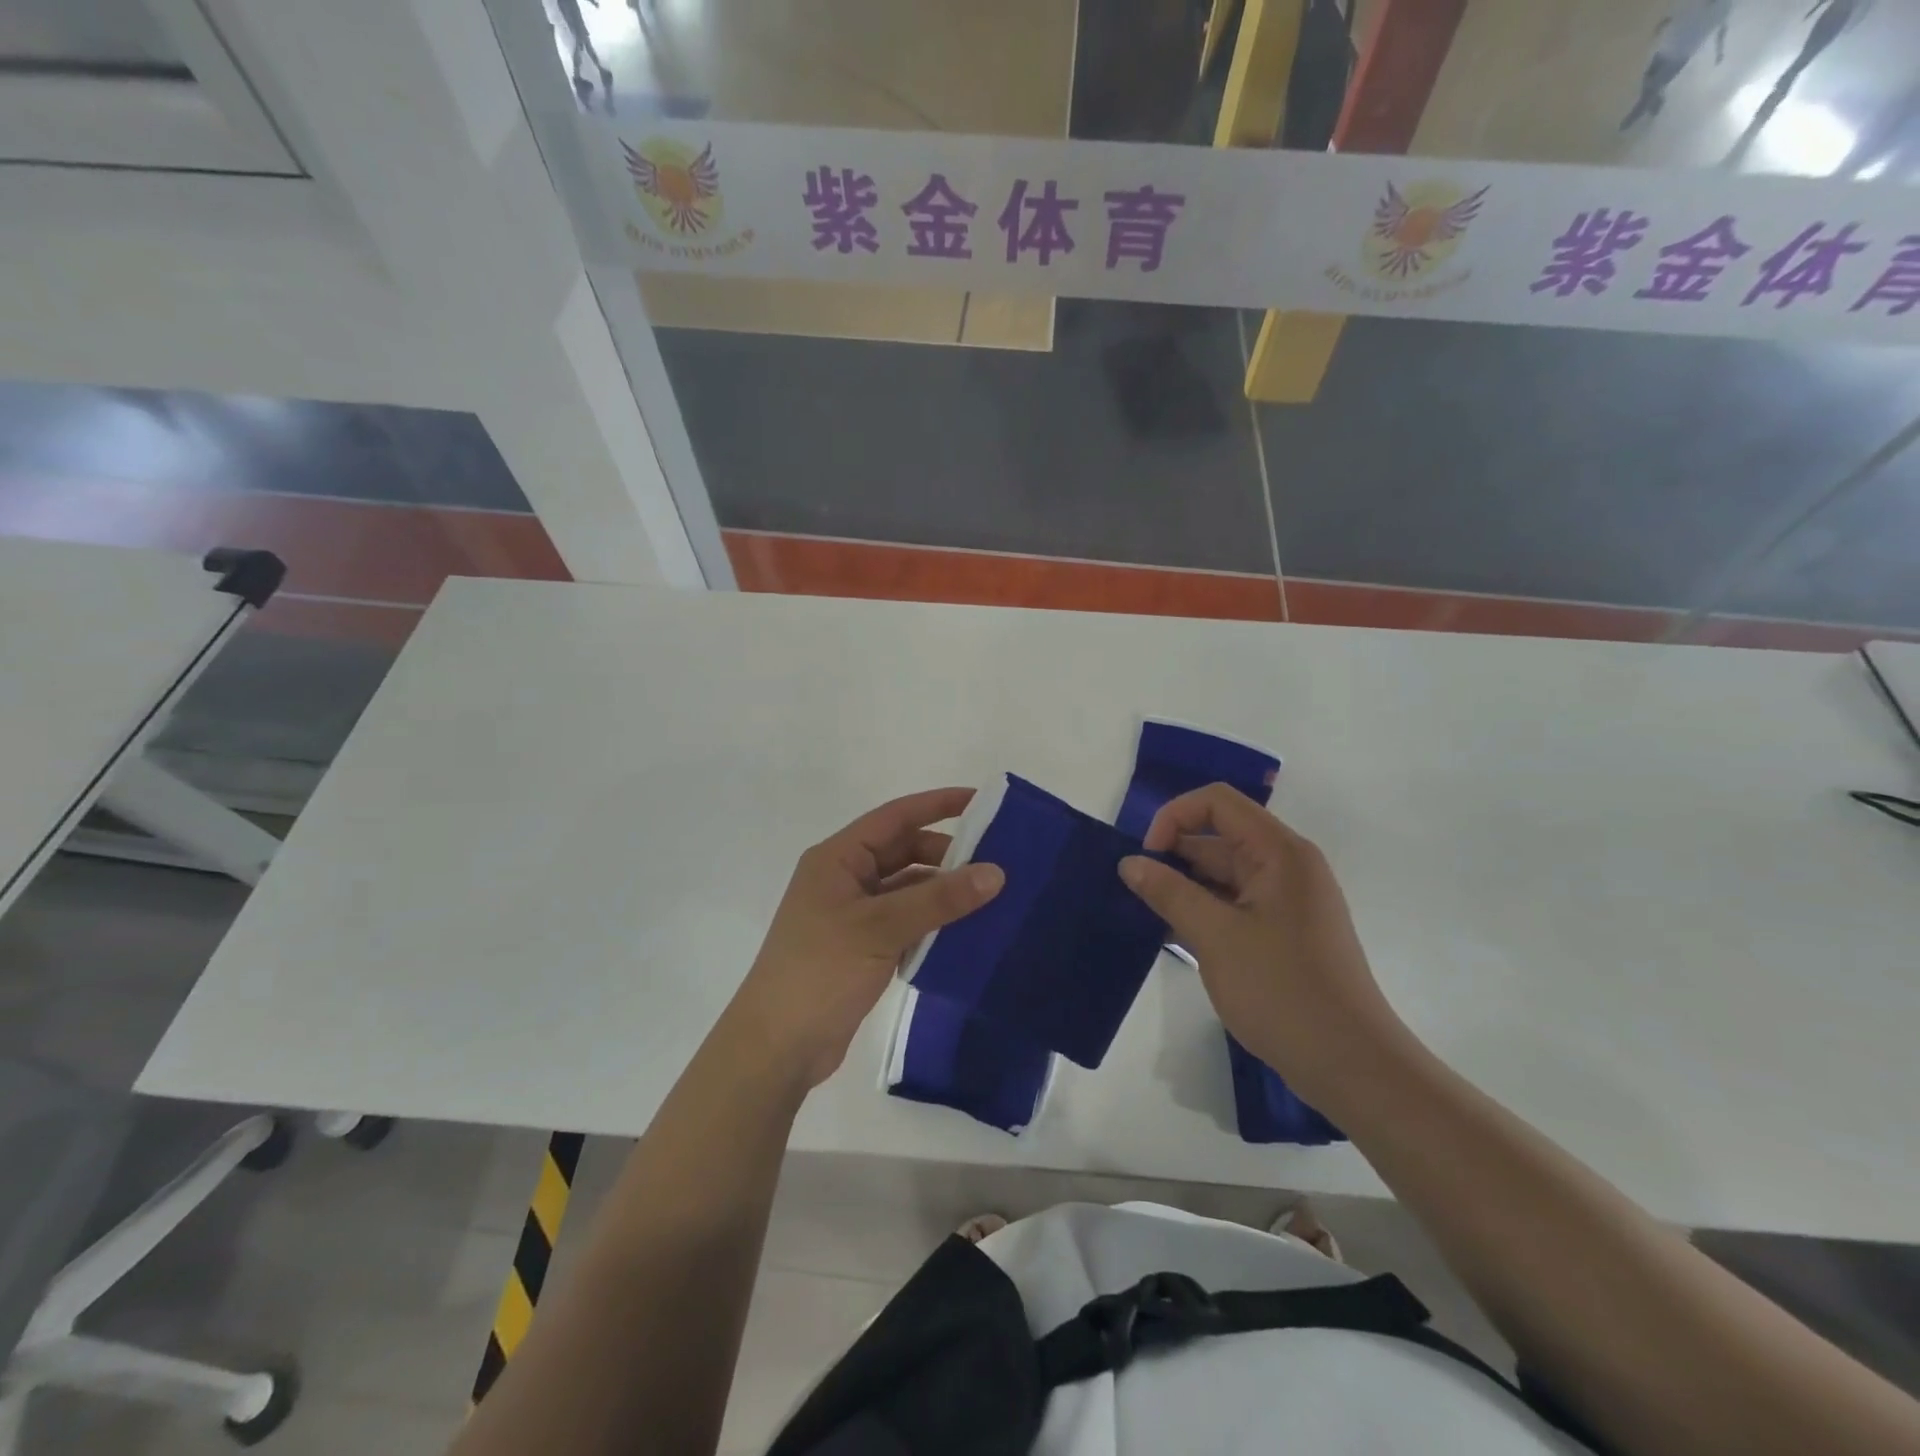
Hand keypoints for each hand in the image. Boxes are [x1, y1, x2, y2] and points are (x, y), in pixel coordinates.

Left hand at [724, 788, 1003, 1089]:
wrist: (777, 1047)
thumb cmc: (820, 971)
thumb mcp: (882, 928)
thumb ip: (939, 899)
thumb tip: (996, 872)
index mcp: (838, 859)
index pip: (895, 817)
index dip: (937, 804)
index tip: (982, 801)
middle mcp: (845, 878)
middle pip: (903, 852)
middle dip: (947, 855)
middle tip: (996, 865)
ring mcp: (852, 915)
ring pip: (907, 889)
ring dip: (942, 892)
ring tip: (991, 900)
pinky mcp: (861, 947)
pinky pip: (905, 922)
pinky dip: (932, 923)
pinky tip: (965, 933)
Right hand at [1118, 784, 1411, 1105]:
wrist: (1350, 1065)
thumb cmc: (1282, 991)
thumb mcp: (1215, 937)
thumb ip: (1169, 892)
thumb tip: (1129, 862)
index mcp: (1279, 852)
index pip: (1217, 803)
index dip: (1174, 817)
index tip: (1146, 858)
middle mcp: (1286, 865)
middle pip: (1219, 836)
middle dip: (1173, 855)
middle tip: (1134, 890)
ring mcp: (1287, 900)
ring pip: (1224, 873)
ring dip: (1184, 886)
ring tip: (1146, 913)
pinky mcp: (1284, 931)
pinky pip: (1235, 902)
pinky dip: (1203, 910)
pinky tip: (1173, 933)